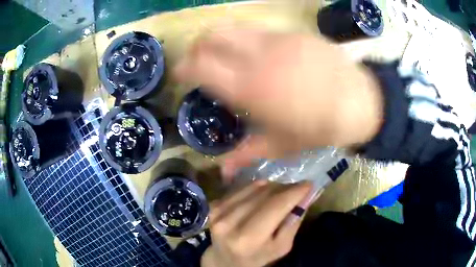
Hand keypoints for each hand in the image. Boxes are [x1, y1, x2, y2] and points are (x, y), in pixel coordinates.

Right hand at [175, 29, 382, 177]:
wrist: (359, 103)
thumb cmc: (319, 128)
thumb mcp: (281, 146)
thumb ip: (246, 155)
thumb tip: (222, 172)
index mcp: (247, 88)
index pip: (199, 66)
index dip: (183, 67)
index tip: (180, 73)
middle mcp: (255, 57)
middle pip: (210, 37)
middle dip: (197, 47)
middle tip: (199, 59)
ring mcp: (276, 39)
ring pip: (233, 28)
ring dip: (221, 39)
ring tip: (226, 53)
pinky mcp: (293, 33)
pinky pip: (259, 31)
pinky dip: (248, 39)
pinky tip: (260, 53)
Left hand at [202, 181, 312, 266]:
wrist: (224, 259)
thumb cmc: (257, 257)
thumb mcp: (281, 247)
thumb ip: (293, 223)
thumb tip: (303, 197)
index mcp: (249, 239)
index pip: (275, 206)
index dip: (294, 192)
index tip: (309, 184)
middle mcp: (230, 222)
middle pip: (265, 193)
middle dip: (285, 188)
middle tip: (296, 189)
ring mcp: (219, 211)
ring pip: (254, 187)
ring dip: (272, 187)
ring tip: (280, 194)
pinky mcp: (214, 205)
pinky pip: (242, 188)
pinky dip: (256, 189)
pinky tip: (261, 197)